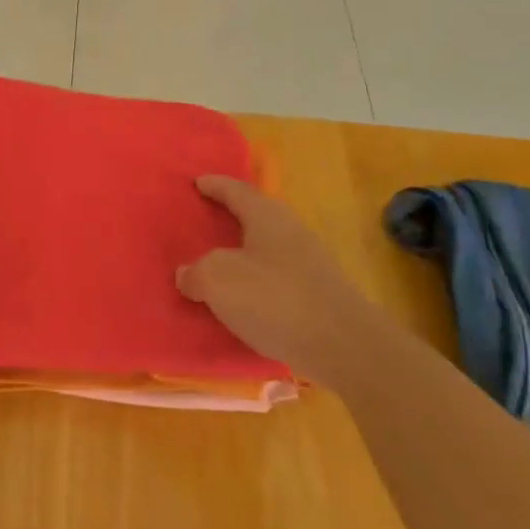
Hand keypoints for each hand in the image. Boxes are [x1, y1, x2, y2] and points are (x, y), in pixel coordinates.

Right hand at [176, 175, 363, 372]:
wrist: (342, 346)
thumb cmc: (274, 299)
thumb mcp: (218, 280)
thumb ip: (196, 273)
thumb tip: (187, 274)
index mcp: (267, 216)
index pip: (236, 190)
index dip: (214, 185)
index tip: (197, 182)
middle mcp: (291, 231)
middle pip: (256, 216)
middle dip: (230, 217)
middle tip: (204, 221)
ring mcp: (310, 264)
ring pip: (267, 249)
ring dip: (243, 253)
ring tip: (218, 264)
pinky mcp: (318, 295)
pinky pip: (276, 278)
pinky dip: (256, 281)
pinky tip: (243, 300)